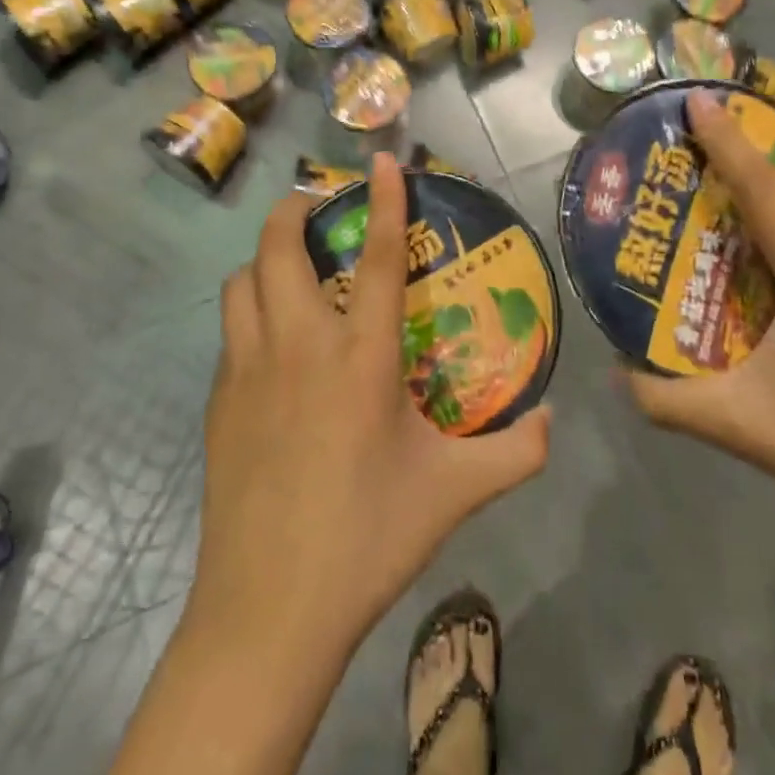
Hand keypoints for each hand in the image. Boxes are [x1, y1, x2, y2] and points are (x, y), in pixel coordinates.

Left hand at [191, 153, 551, 653]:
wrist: (267, 615)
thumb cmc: (366, 540)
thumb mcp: (454, 495)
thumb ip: (515, 454)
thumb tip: (556, 422)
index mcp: (360, 358)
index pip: (374, 258)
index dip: (381, 201)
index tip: (380, 159)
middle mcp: (298, 347)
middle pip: (278, 250)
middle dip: (292, 211)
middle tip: (314, 203)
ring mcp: (248, 373)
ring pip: (241, 283)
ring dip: (263, 261)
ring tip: (290, 268)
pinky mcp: (219, 404)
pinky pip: (230, 333)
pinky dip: (249, 313)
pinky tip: (272, 345)